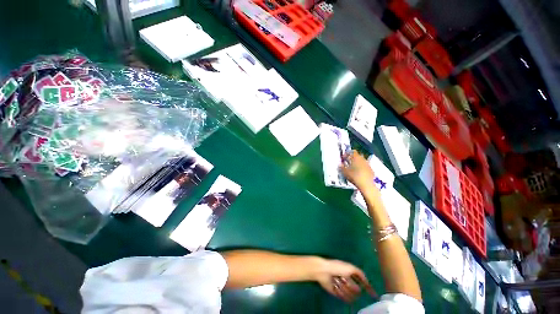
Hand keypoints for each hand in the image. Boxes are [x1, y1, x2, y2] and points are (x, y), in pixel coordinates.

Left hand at [313, 258, 375, 301]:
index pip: (362, 281)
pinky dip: (340, 293)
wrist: (324, 271)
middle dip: (351, 286)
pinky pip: (343, 297)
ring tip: (338, 282)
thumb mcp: (350, 267)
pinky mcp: (337, 292)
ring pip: (350, 294)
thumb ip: (359, 273)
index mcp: (351, 272)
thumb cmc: (337, 267)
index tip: (374, 295)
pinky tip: (336, 287)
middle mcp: (348, 280)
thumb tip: (366, 280)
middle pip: (356, 289)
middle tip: (343, 280)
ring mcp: (343, 287)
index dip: (368, 288)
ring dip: (345, 289)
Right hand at [340, 150, 374, 190]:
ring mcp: (368, 164)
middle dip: (352, 158)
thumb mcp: (345, 172)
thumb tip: (340, 164)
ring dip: (357, 163)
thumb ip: (342, 167)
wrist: (366, 184)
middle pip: (357, 156)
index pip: (352, 151)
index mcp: (356, 158)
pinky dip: (361, 168)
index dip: (347, 154)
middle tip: (347, 163)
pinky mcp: (371, 170)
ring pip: (361, 161)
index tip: (343, 158)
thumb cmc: (354, 176)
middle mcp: (363, 159)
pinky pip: (365, 166)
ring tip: (352, 168)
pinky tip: (358, 173)